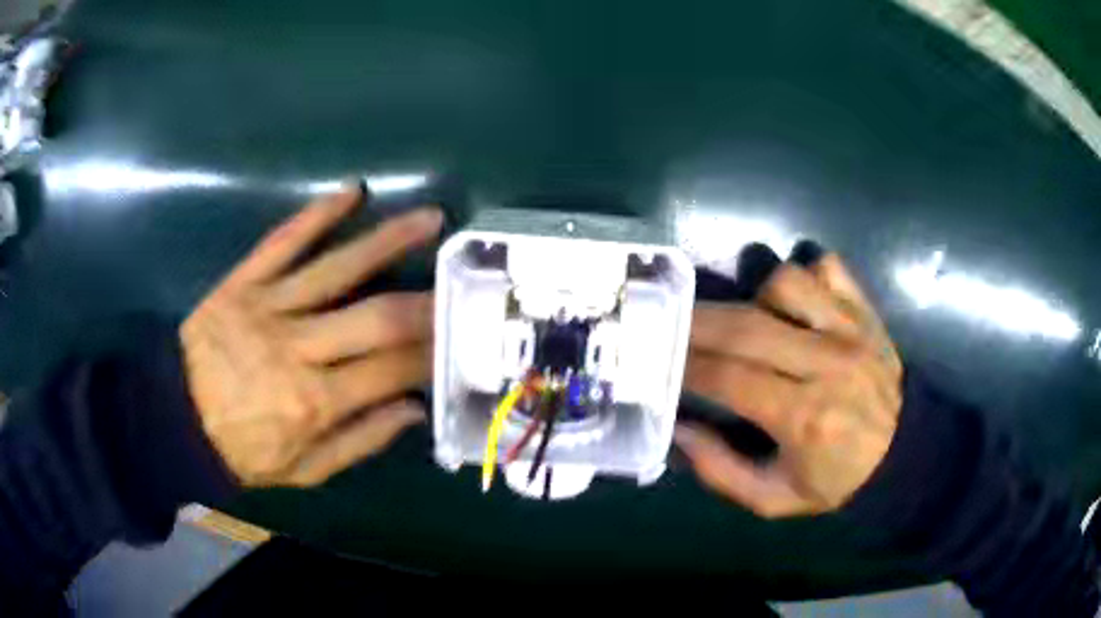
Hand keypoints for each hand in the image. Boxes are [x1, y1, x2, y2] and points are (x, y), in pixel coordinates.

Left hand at [181, 186, 440, 487]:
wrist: (175, 419)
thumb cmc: (242, 451)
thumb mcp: (303, 471)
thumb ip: (359, 442)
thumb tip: (413, 409)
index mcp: (315, 402)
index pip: (390, 370)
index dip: (430, 353)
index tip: (458, 338)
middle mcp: (297, 350)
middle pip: (375, 317)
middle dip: (426, 299)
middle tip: (461, 281)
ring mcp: (267, 308)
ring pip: (337, 269)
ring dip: (387, 240)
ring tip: (429, 219)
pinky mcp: (242, 283)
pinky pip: (282, 242)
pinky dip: (316, 215)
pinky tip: (351, 191)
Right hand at [676, 253, 902, 516]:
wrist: (903, 454)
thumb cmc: (837, 480)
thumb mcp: (774, 499)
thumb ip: (721, 471)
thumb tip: (679, 429)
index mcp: (804, 417)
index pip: (730, 378)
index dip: (687, 365)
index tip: (659, 357)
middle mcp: (827, 364)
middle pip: (748, 326)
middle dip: (699, 320)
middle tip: (670, 319)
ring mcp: (850, 329)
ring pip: (786, 283)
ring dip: (755, 297)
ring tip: (751, 322)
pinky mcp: (865, 311)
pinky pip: (828, 268)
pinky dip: (805, 277)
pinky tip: (798, 303)